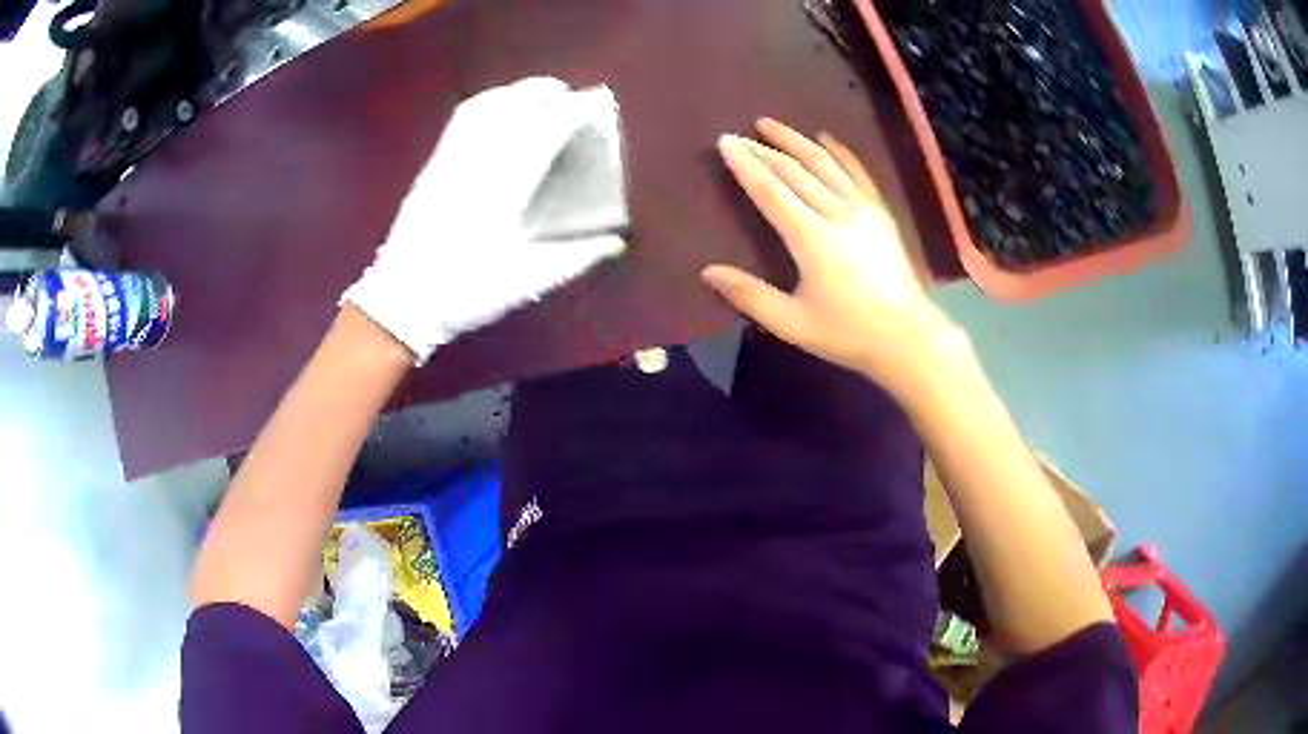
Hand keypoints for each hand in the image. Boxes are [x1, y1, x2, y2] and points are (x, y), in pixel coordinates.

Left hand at [343, 77, 624, 363]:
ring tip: (536, 96)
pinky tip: (496, 112)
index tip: (595, 103)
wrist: (402, 299)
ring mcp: (451, 158)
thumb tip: (615, 242)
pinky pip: (462, 119)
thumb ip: (574, 257)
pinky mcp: (433, 164)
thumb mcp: (526, 280)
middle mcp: (477, 160)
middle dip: (546, 90)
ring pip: (485, 105)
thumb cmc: (466, 290)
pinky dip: (487, 103)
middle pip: (514, 104)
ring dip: (515, 91)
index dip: (574, 109)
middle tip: (570, 95)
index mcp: (505, 185)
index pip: (546, 129)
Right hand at [703, 118, 961, 397]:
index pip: (771, 192)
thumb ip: (750, 296)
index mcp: (811, 240)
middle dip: (763, 150)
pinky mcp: (880, 213)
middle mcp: (836, 214)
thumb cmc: (847, 333)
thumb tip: (708, 272)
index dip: (746, 166)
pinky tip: (825, 137)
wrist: (906, 337)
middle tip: (739, 135)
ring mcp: (862, 210)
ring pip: (824, 165)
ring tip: (770, 124)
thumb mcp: (792, 323)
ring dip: (795, 141)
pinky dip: (841, 152)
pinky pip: (858, 173)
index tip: (725, 143)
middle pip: (794, 172)